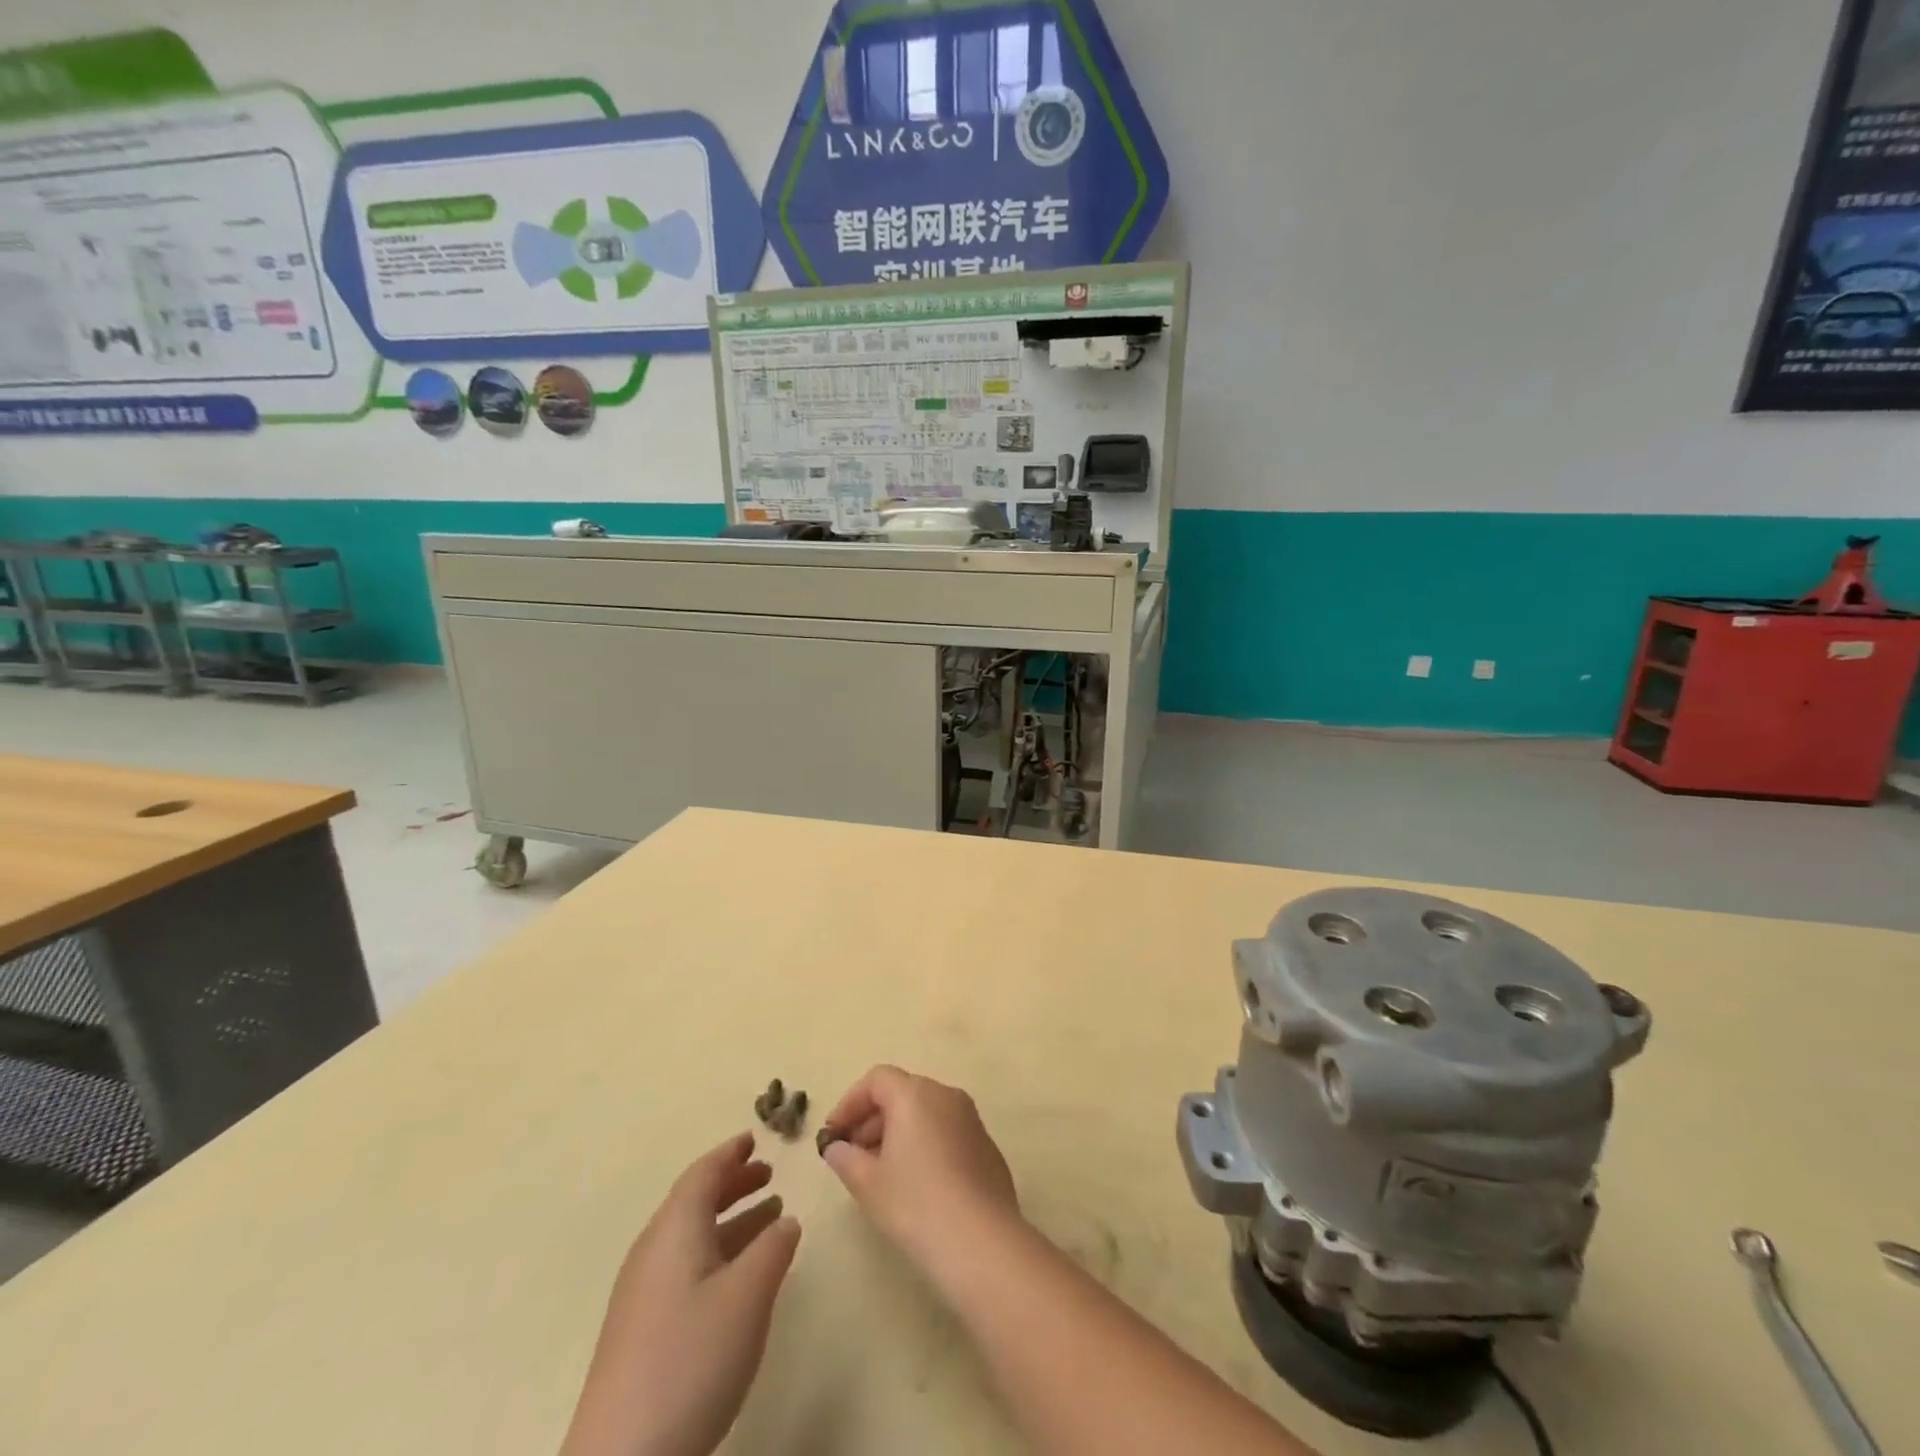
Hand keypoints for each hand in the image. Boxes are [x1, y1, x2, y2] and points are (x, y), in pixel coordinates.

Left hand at [560, 1133, 800, 1455]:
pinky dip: (719, 1254)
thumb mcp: (747, 1296)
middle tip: (769, 1173)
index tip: (755, 1137)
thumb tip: (786, 1220)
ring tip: (770, 1218)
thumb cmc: (691, 1359)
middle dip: (733, 1184)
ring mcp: (643, 1295)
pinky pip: (686, 1268)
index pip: (703, 1174)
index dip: (730, 1153)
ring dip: (731, 1221)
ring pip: (692, 1237)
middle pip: (694, 1202)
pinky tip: (742, 1277)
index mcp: (674, 1230)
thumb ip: (773, 1249)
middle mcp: (653, 1252)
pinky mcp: (642, 1333)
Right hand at [818, 1065, 1021, 1279]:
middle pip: (902, 1093)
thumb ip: (846, 1158)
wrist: (981, 1242)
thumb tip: (836, 1148)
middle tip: (852, 1155)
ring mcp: (971, 1118)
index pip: (877, 1079)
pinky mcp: (985, 1145)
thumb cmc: (915, 1205)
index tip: (834, 1134)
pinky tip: (916, 1183)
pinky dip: (925, 1144)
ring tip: (880, 1172)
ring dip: (898, 1132)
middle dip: (872, 1120)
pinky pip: (946, 1131)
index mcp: (915, 1094)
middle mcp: (945, 1095)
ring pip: (925, 1112)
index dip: (850, 1103)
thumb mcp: (868, 1184)